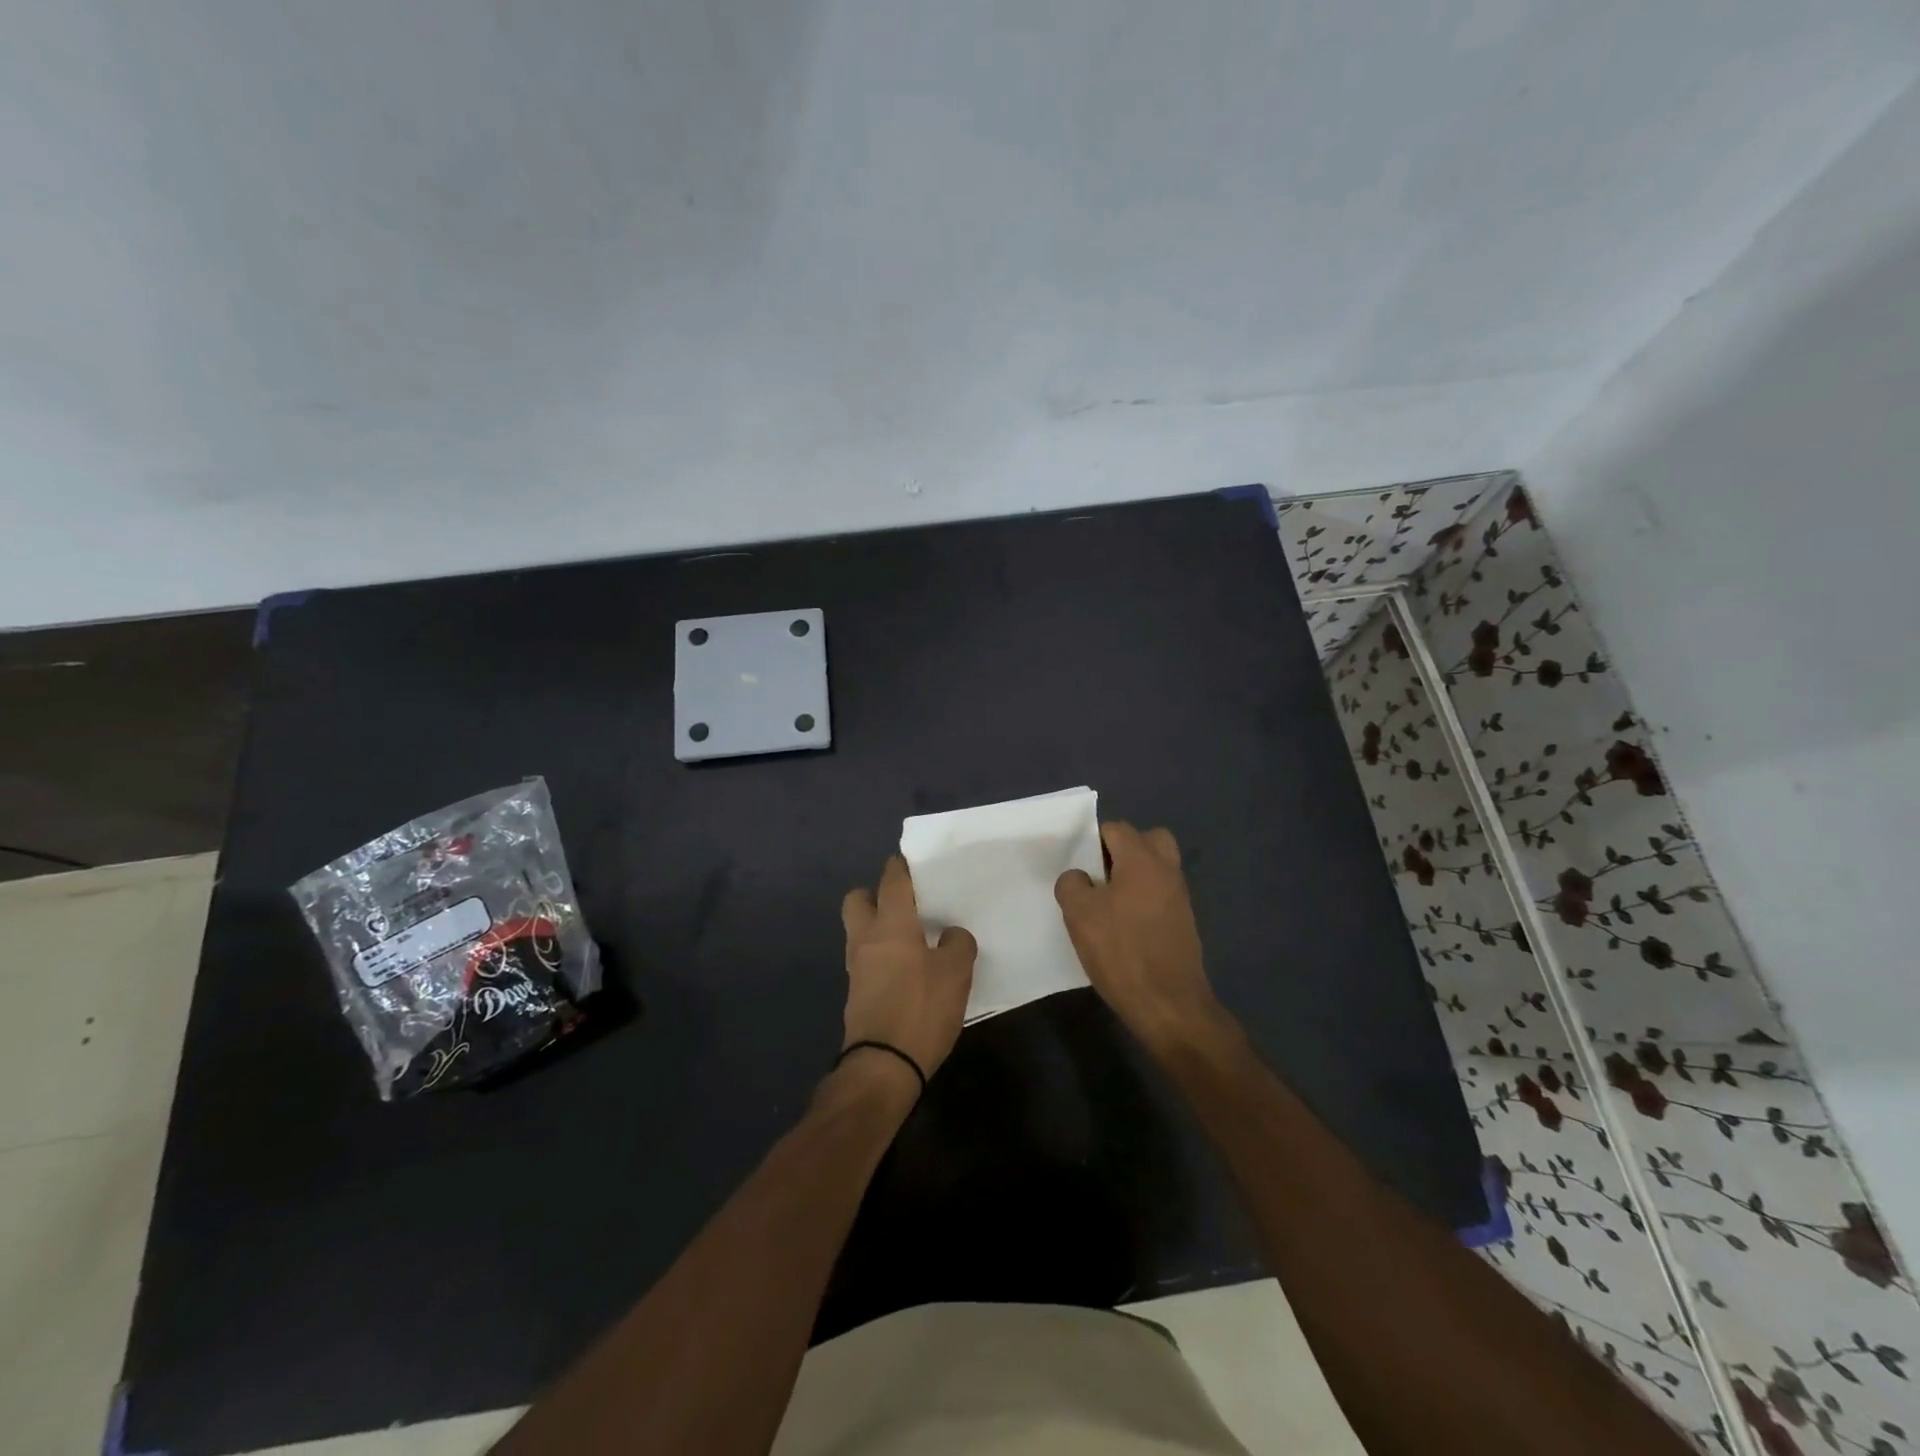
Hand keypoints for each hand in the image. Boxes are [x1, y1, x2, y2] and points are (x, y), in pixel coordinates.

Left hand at [839, 856, 976, 1083]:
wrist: (883, 1066)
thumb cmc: (921, 1009)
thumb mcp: (956, 973)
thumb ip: (958, 944)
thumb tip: (951, 935)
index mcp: (891, 924)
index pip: (892, 880)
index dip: (901, 866)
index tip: (914, 861)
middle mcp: (866, 938)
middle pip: (858, 899)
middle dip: (876, 894)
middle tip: (907, 903)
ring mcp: (856, 967)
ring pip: (860, 930)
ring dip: (879, 926)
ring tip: (913, 936)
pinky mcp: (857, 992)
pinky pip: (867, 959)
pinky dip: (882, 955)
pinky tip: (908, 968)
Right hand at [1055, 822, 1231, 1054]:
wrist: (1169, 1005)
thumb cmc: (1121, 952)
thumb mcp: (1080, 915)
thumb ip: (1072, 884)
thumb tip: (1079, 878)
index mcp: (1142, 859)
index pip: (1117, 828)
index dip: (1093, 841)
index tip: (1078, 866)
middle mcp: (1166, 870)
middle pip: (1147, 840)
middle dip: (1122, 851)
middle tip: (1100, 876)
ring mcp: (1180, 897)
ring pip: (1156, 868)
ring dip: (1134, 876)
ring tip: (1108, 904)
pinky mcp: (1184, 922)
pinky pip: (1161, 894)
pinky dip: (1144, 899)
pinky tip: (1124, 927)